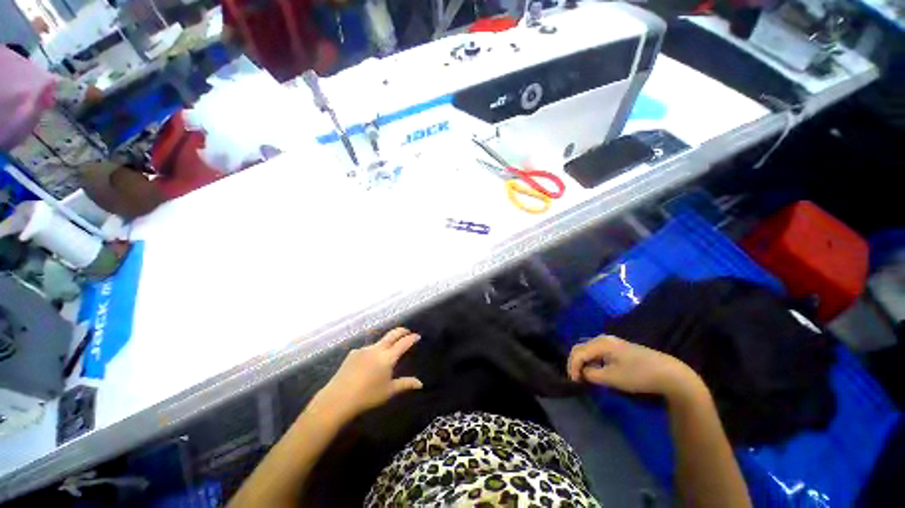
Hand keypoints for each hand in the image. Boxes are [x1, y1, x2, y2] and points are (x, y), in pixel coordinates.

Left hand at [312, 328, 422, 421]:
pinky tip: (370, 361)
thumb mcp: (389, 391)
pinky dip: (373, 351)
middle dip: (401, 331)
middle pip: (392, 334)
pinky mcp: (352, 353)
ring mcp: (363, 349)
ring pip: (379, 341)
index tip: (417, 336)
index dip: (412, 338)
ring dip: (386, 342)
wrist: (337, 399)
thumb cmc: (367, 396)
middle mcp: (377, 349)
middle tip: (407, 331)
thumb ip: (405, 384)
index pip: (403, 343)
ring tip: (388, 350)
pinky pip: (367, 348)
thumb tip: (420, 384)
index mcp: (387, 357)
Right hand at [567, 335, 703, 398]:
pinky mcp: (619, 349)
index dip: (572, 367)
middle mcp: (603, 339)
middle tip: (576, 379)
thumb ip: (592, 374)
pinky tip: (596, 371)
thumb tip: (583, 373)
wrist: (670, 374)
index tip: (574, 383)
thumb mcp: (612, 378)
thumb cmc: (639, 375)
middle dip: (575, 363)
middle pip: (581, 348)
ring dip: (583, 362)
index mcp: (601, 343)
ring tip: (584, 377)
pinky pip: (598, 352)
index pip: (578, 352)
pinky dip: (592, 361)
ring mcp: (612, 342)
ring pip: (589, 350)